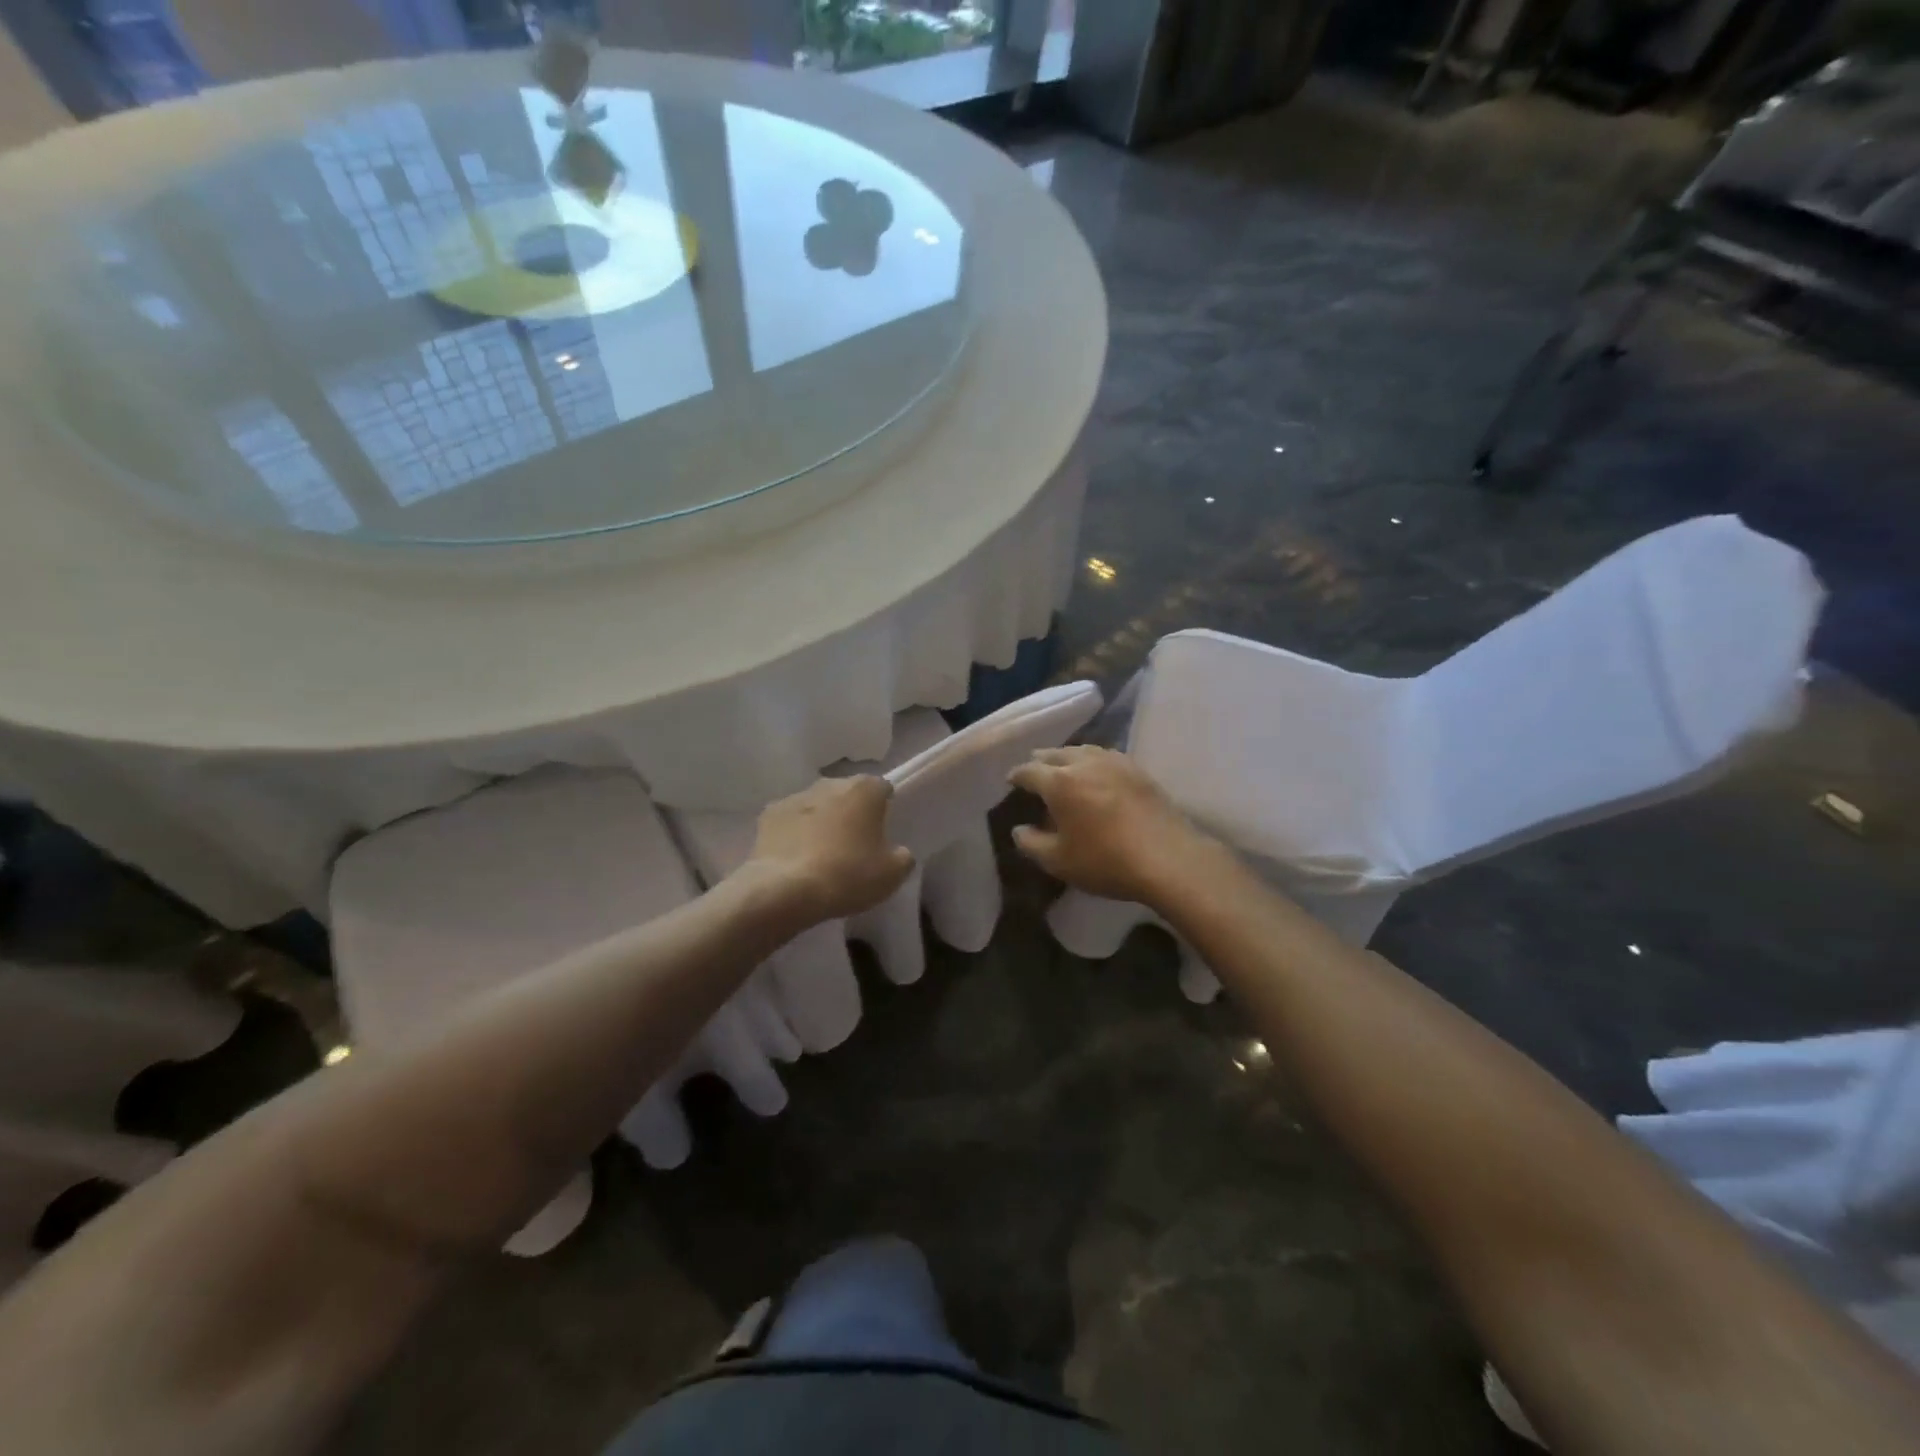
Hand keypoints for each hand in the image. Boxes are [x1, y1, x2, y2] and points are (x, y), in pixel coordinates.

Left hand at [745, 776, 913, 924]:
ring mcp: (796, 796)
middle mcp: (830, 783)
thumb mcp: (892, 874)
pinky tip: (796, 858)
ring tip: (822, 854)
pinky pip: (790, 820)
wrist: (785, 890)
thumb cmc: (848, 875)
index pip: (882, 788)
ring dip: (822, 820)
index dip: (884, 807)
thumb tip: (898, 852)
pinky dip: (794, 833)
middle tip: (854, 844)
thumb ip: (902, 856)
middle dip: (852, 812)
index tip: (882, 830)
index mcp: (865, 789)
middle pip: (847, 793)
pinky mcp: (768, 815)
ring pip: (817, 805)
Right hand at [1008, 746, 1212, 903]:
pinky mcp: (1138, 770)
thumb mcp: (1058, 861)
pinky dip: (1092, 761)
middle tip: (1034, 772)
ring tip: (1063, 767)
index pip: (1029, 771)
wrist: (1168, 858)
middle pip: (1055, 753)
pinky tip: (1096, 772)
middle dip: (1040, 761)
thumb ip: (1031, 843)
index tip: (1011, 781)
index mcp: (1059, 782)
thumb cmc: (1105, 861)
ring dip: (1067, 757)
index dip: (1016, 776)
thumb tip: (1019, 830)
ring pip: (1082, 750)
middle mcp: (1084, 763)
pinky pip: (1106, 756)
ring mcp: (1114, 762)